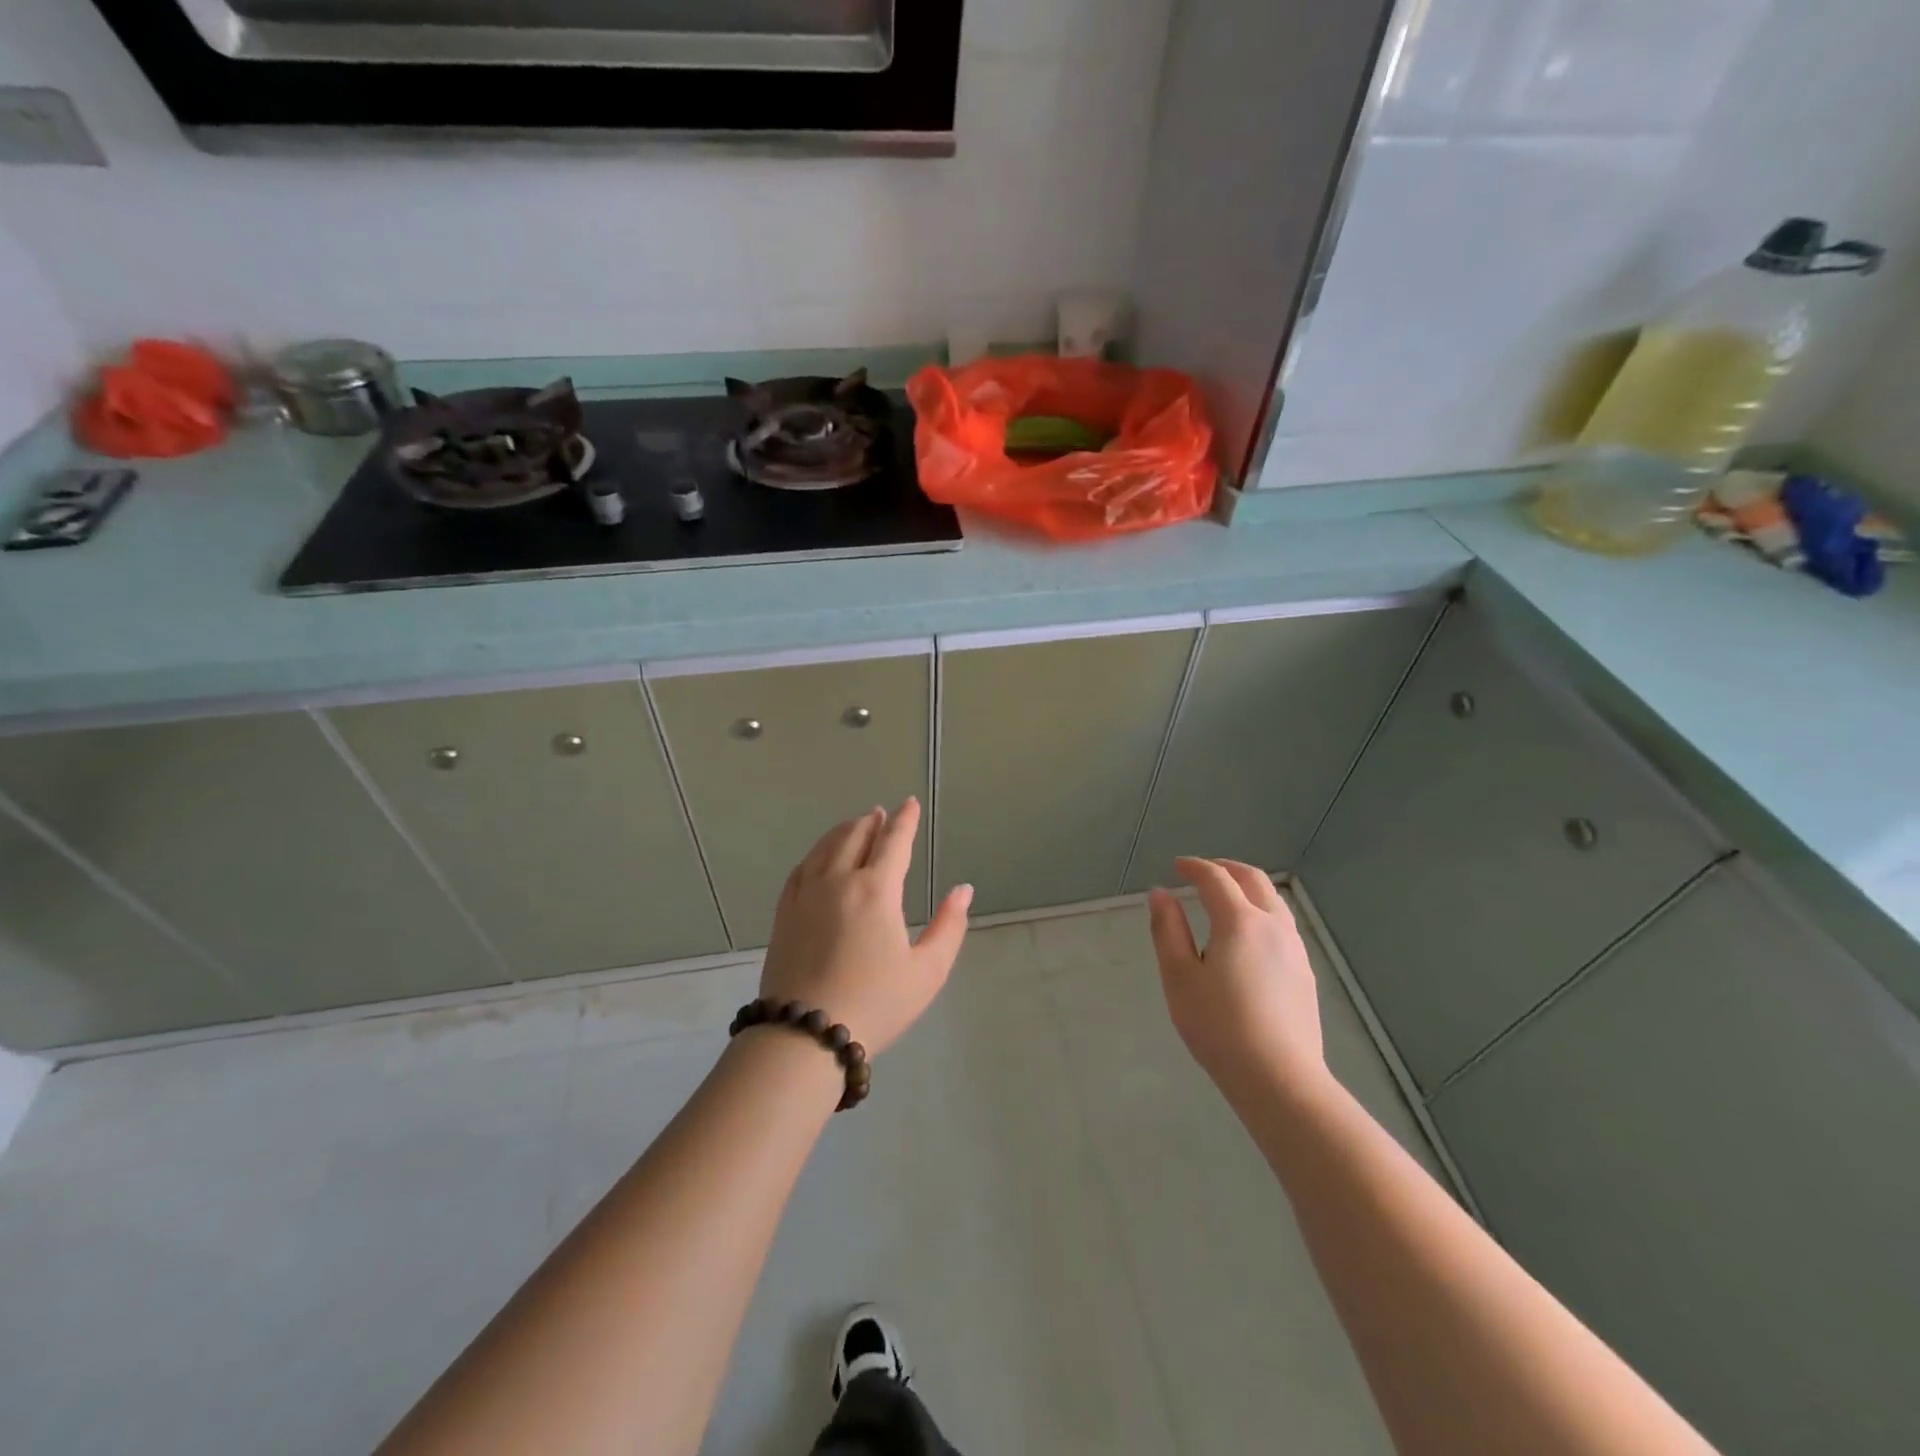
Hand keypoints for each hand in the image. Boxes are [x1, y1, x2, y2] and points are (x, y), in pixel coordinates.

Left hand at [759, 798, 971, 1055]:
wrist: (804, 1035)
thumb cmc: (875, 1003)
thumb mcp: (927, 971)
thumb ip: (948, 926)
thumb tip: (963, 890)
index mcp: (876, 890)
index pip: (894, 842)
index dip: (905, 821)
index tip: (910, 803)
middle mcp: (839, 881)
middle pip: (855, 836)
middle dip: (872, 822)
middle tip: (881, 813)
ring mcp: (806, 895)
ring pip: (825, 847)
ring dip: (844, 831)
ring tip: (855, 825)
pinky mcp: (785, 913)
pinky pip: (801, 868)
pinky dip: (816, 852)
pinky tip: (819, 857)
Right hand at [1147, 858, 1326, 1096]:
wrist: (1279, 1079)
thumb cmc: (1219, 1026)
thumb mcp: (1179, 977)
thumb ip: (1168, 930)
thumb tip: (1160, 894)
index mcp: (1240, 922)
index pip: (1215, 878)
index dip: (1194, 867)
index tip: (1176, 866)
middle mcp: (1273, 926)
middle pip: (1253, 880)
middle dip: (1226, 868)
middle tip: (1202, 872)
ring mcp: (1295, 950)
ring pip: (1274, 901)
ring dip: (1247, 888)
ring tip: (1225, 898)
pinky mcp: (1305, 973)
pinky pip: (1282, 925)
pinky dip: (1261, 912)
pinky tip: (1248, 936)